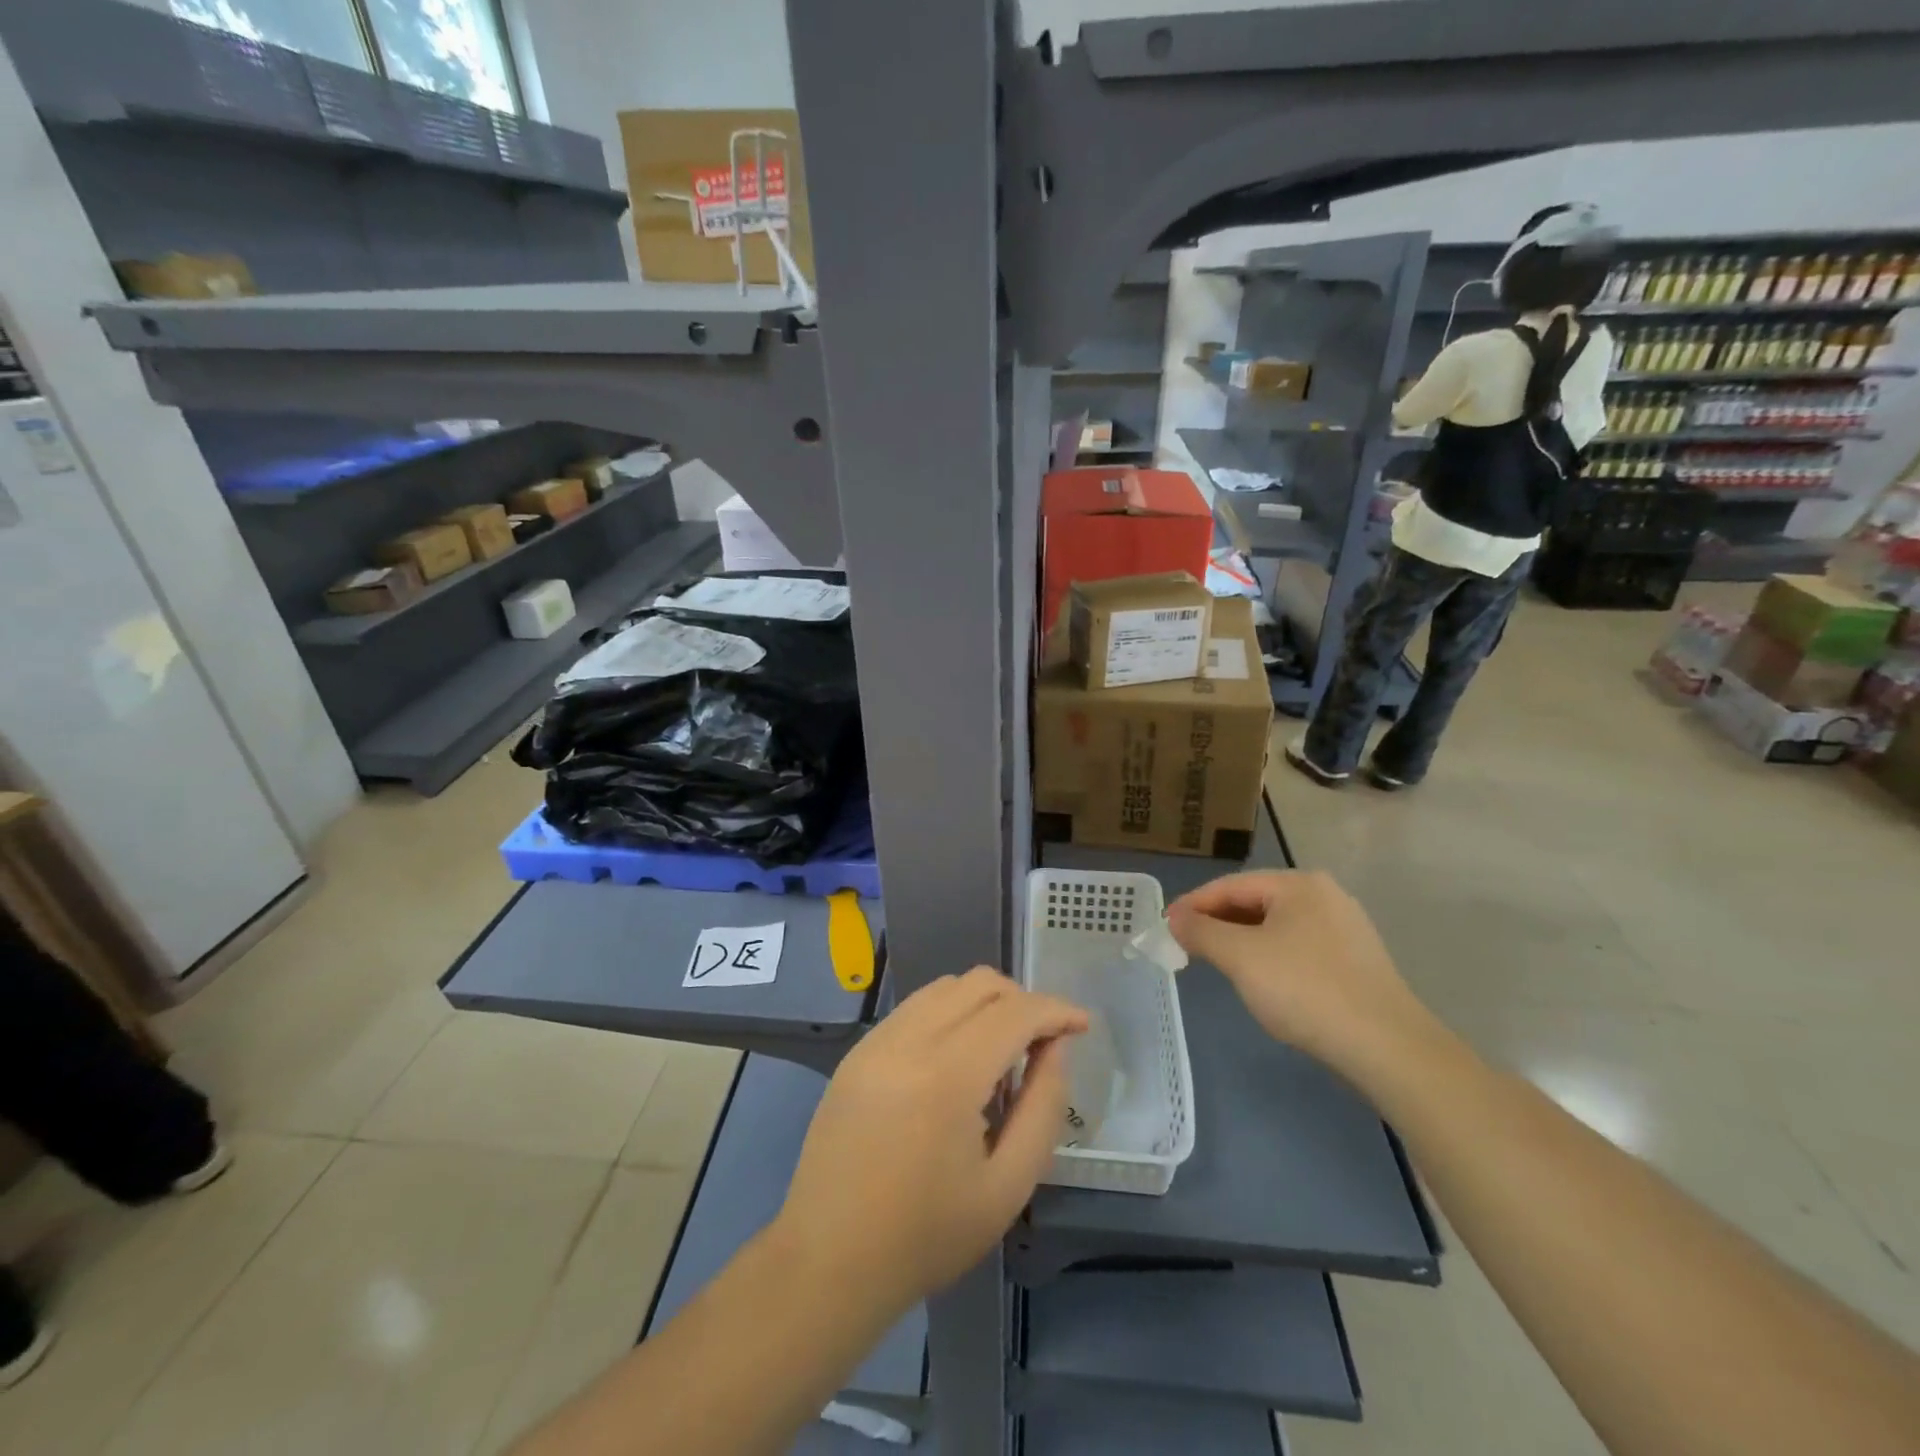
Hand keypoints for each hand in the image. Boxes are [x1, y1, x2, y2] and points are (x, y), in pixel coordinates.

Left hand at [778, 968, 1087, 1311]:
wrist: (828, 1261)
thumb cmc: (927, 1235)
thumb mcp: (1008, 1186)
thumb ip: (1042, 1107)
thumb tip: (1057, 1047)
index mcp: (948, 1076)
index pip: (1014, 1012)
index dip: (1055, 1010)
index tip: (1082, 1025)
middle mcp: (908, 1040)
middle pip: (979, 984)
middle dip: (1023, 1000)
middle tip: (1043, 1041)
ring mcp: (876, 1040)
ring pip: (945, 987)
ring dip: (985, 1001)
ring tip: (1002, 1047)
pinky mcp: (857, 1051)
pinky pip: (915, 1007)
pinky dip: (950, 1012)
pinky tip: (957, 1055)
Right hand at [1167, 870, 1439, 1084]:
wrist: (1388, 1047)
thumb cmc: (1305, 990)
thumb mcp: (1240, 957)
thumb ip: (1201, 932)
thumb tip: (1175, 918)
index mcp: (1299, 884)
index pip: (1230, 885)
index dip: (1192, 904)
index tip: (1164, 927)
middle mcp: (1324, 896)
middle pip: (1254, 902)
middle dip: (1217, 923)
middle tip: (1186, 945)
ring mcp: (1345, 929)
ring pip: (1276, 926)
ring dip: (1241, 941)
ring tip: (1217, 963)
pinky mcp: (1356, 961)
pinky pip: (1298, 947)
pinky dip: (1269, 957)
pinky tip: (1261, 981)